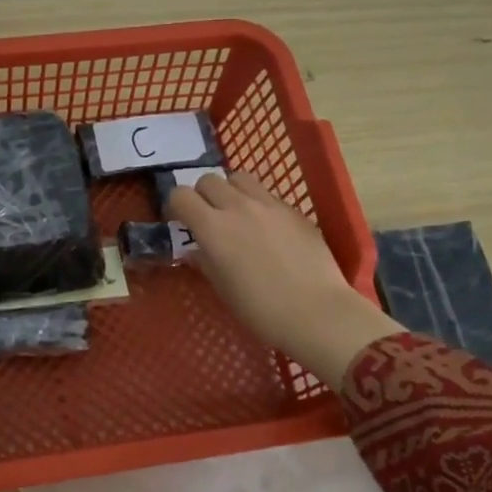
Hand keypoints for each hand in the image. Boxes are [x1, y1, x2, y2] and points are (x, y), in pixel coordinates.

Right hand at [168, 172, 400, 385]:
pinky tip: (267, 229)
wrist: (316, 312)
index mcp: (213, 228)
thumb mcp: (222, 288)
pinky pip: (267, 195)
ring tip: (236, 214)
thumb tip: (196, 250)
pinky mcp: (294, 210)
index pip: (181, 195)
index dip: (175, 206)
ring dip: (230, 191)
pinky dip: (258, 204)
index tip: (179, 222)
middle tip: (207, 218)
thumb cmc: (260, 310)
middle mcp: (238, 207)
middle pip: (208, 180)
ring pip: (239, 178)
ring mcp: (269, 205)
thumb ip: (205, 262)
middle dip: (201, 195)